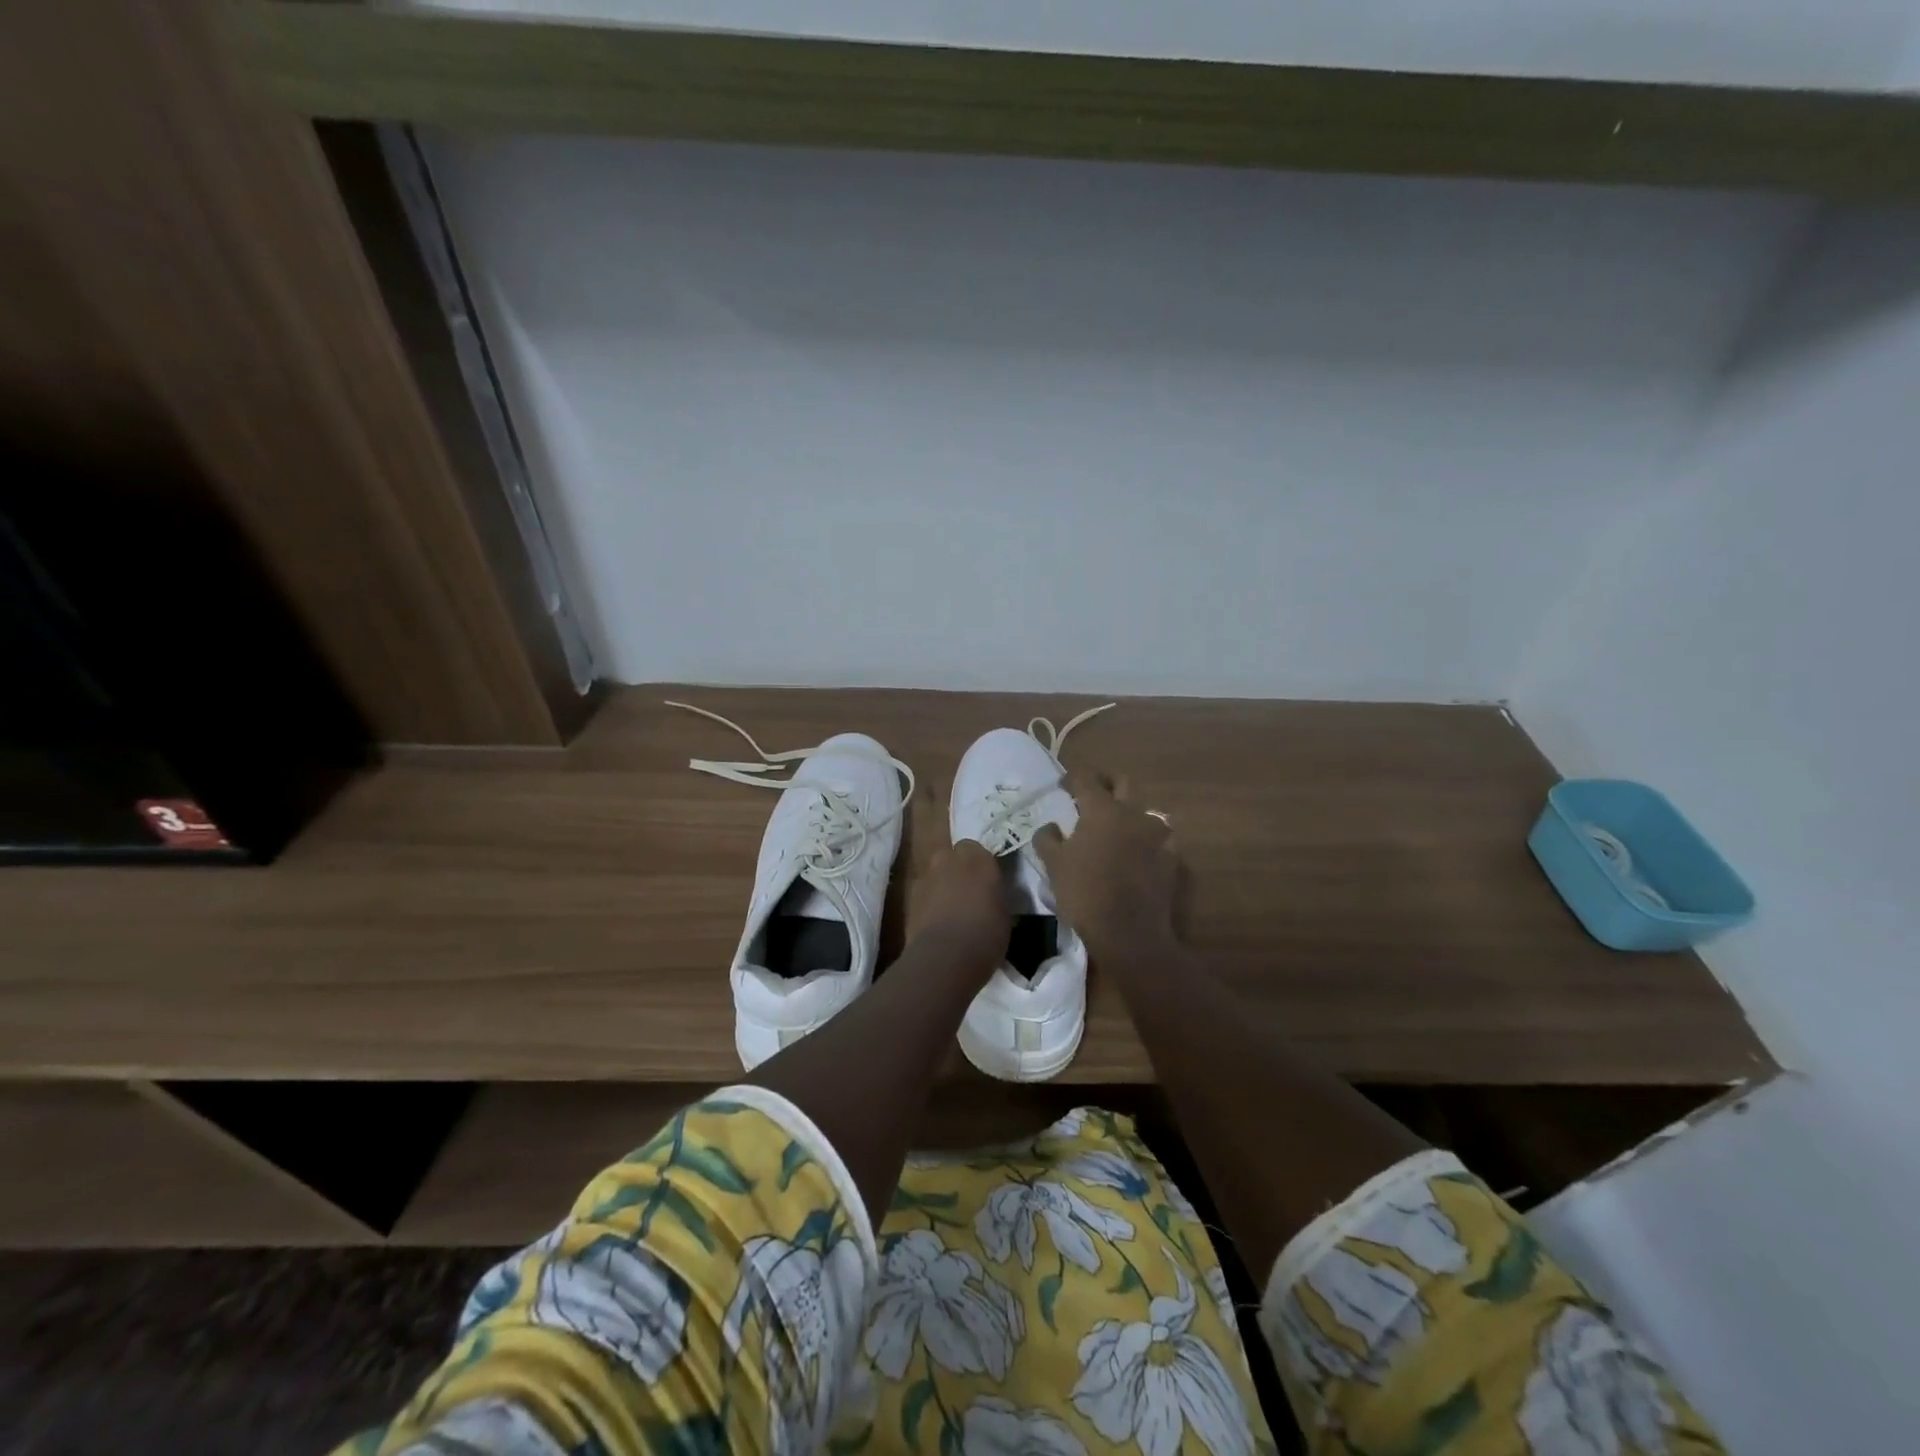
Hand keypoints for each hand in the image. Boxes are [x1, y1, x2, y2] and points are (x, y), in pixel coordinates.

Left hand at [906, 840, 1012, 974]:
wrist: (946, 957)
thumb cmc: (986, 934)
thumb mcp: (1004, 914)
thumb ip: (994, 896)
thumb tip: (989, 898)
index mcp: (978, 859)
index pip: (976, 849)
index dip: (979, 864)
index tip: (985, 881)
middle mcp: (949, 859)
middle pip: (951, 856)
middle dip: (956, 869)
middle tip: (967, 892)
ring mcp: (926, 877)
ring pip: (934, 874)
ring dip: (940, 885)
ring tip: (949, 910)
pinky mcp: (909, 898)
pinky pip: (922, 894)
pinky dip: (927, 903)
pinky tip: (935, 923)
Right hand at [1035, 771, 1178, 956]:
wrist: (1129, 932)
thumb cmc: (1084, 892)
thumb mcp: (1053, 865)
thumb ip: (1047, 838)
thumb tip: (1050, 826)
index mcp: (1102, 809)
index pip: (1086, 778)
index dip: (1072, 777)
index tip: (1062, 784)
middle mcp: (1133, 813)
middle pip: (1122, 783)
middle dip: (1106, 783)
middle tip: (1091, 796)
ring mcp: (1157, 834)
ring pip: (1143, 810)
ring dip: (1128, 812)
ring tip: (1114, 827)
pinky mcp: (1171, 857)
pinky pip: (1158, 837)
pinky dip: (1145, 838)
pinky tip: (1135, 853)